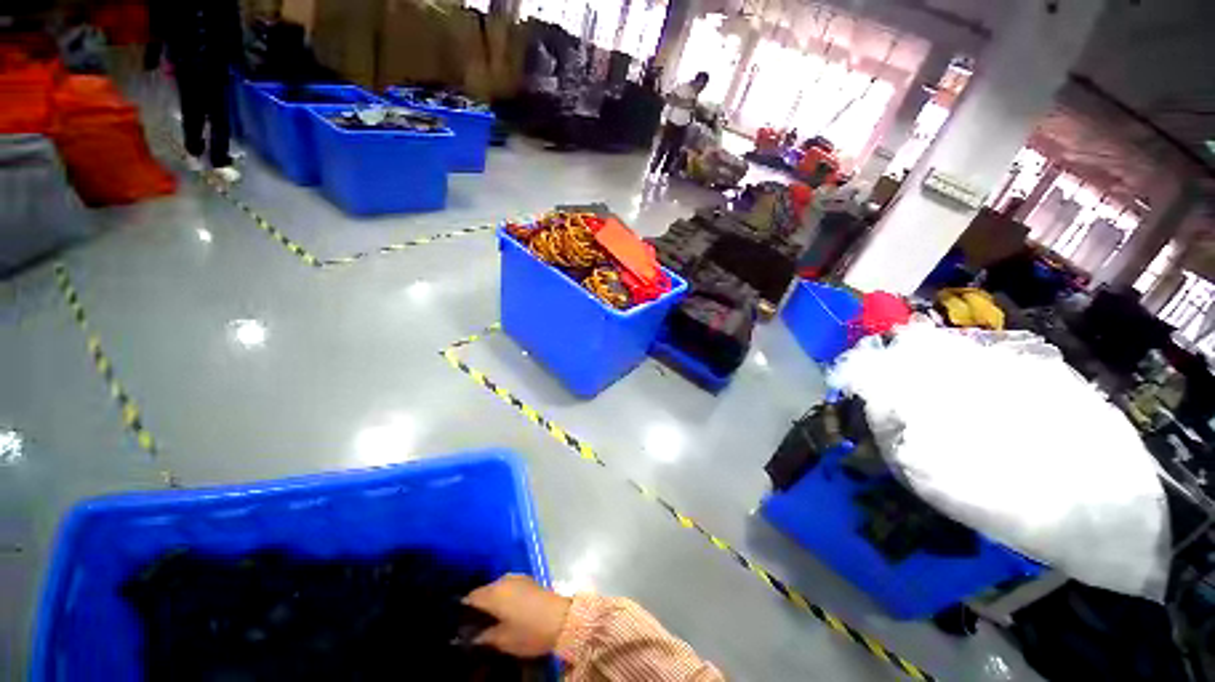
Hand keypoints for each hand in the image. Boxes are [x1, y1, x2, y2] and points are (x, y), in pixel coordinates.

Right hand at [463, 574, 570, 657]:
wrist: (561, 618)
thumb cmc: (529, 631)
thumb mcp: (502, 640)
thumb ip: (483, 637)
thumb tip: (472, 637)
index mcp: (493, 593)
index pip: (471, 597)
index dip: (462, 609)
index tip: (458, 622)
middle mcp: (503, 580)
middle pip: (484, 590)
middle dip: (478, 604)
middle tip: (473, 623)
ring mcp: (517, 578)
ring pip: (497, 588)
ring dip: (492, 600)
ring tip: (489, 618)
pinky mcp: (528, 580)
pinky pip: (508, 587)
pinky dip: (504, 597)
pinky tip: (504, 611)